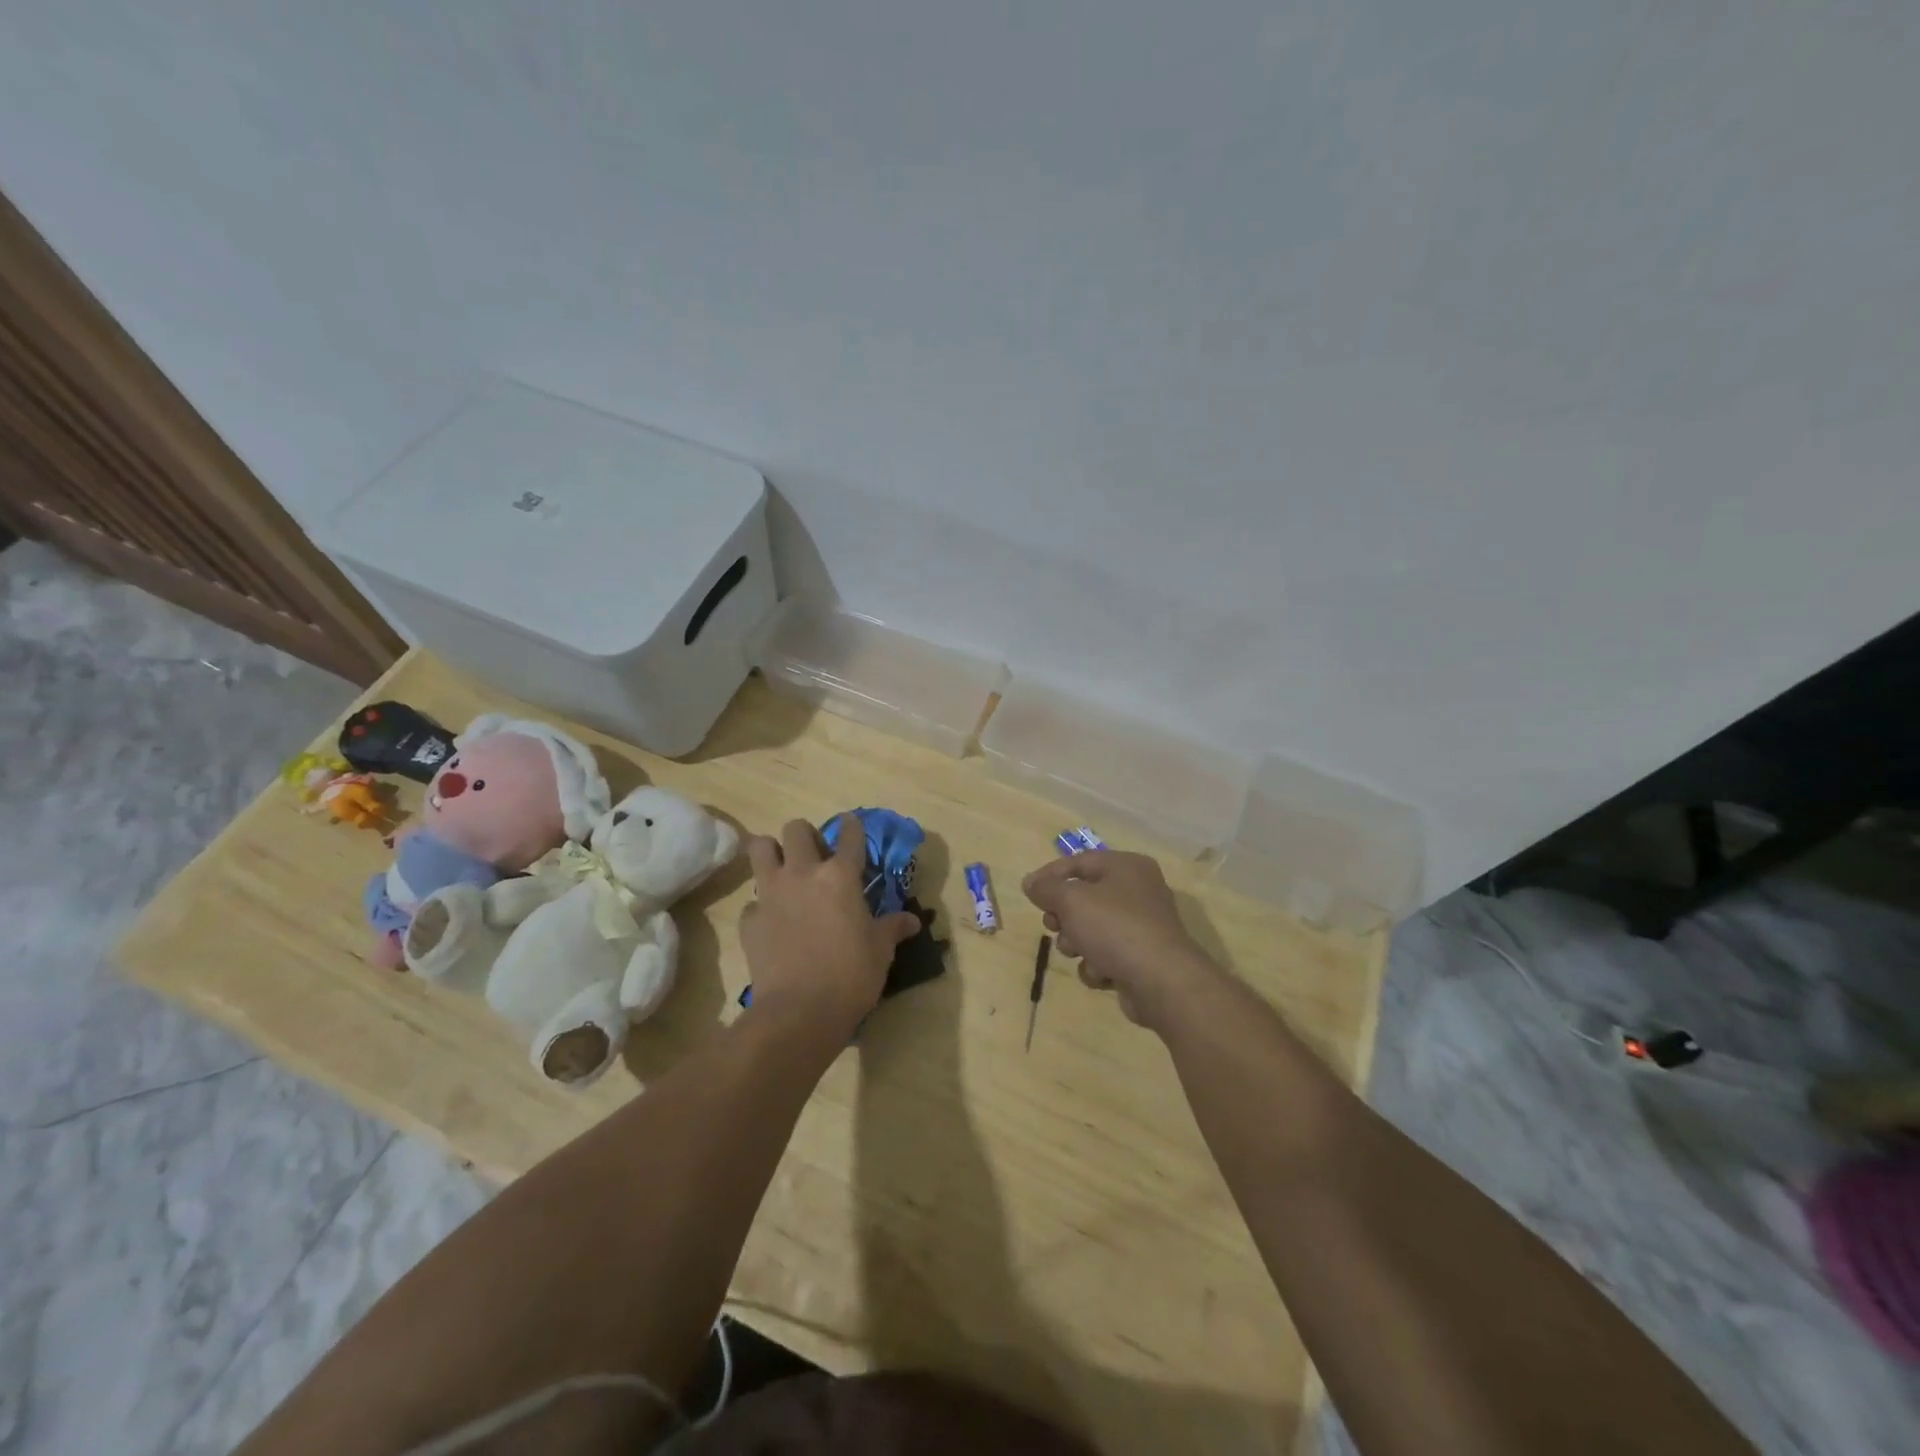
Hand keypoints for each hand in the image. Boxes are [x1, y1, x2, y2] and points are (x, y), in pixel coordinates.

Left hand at [740, 816, 920, 1035]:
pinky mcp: (750, 920)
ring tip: (783, 870)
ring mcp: (771, 894)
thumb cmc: (851, 975)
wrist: (799, 1012)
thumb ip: (893, 928)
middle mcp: (803, 874)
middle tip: (814, 855)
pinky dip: (762, 906)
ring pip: (761, 848)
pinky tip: (773, 922)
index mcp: (840, 876)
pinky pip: (753, 900)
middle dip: (805, 836)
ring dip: (772, 852)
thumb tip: (912, 921)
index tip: (851, 823)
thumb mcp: (880, 950)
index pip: (849, 836)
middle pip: (796, 829)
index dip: (852, 826)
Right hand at [1022, 851, 1220, 1031]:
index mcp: (1127, 867)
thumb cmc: (1114, 928)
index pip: (1079, 862)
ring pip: (1092, 929)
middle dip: (1064, 916)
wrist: (1161, 981)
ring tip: (1079, 952)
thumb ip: (1047, 888)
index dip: (1050, 875)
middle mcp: (1138, 891)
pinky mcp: (1142, 958)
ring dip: (1078, 943)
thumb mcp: (1072, 900)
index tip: (1028, 892)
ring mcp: (1142, 926)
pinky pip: (1107, 955)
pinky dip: (1098, 964)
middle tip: (1054, 926)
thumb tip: (1030, 882)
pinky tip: (1102, 973)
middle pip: (1085, 897)